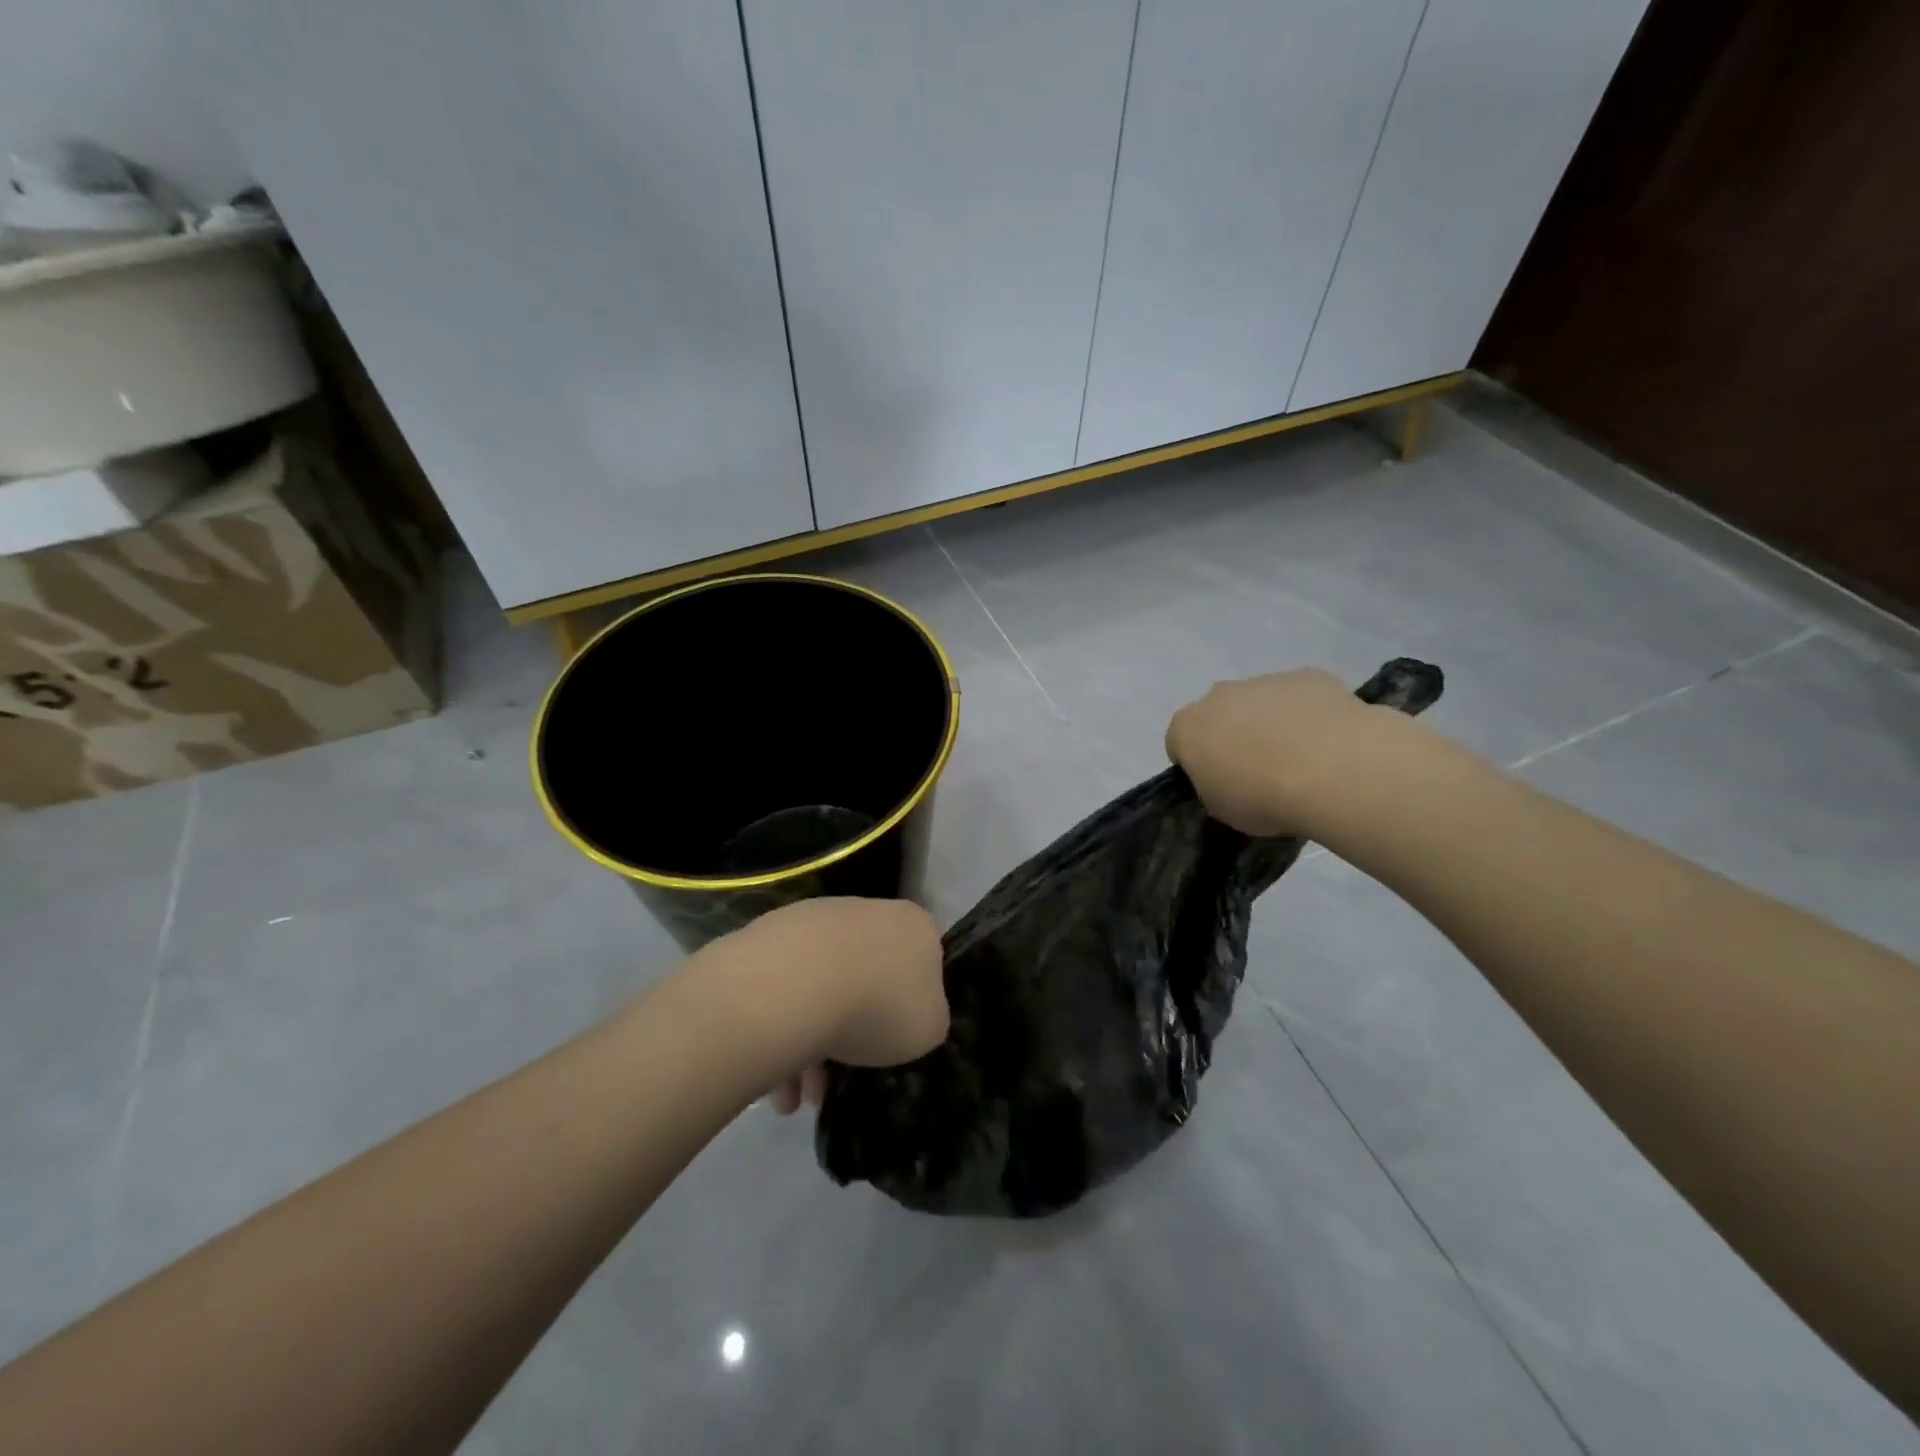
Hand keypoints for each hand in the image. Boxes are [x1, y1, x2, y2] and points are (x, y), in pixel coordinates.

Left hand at [711, 898, 947, 1103]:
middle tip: (836, 1081)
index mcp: (914, 925)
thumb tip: (908, 1013)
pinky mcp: (771, 932)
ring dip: (811, 1041)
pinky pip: (784, 987)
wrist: (795, 985)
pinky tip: (773, 1072)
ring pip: (822, 986)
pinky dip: (781, 1027)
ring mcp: (816, 918)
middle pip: (867, 976)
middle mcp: (867, 910)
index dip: (909, 1004)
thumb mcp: (929, 1028)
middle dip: (852, 1031)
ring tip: (793, 1096)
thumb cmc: (877, 1006)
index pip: (922, 960)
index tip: (892, 1041)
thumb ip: (926, 1016)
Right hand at [1166, 668, 1409, 836]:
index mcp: (1188, 727)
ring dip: (1271, 723)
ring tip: (1301, 759)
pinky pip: (1301, 696)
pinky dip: (1309, 714)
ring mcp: (1264, 681)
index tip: (1218, 783)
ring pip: (1261, 702)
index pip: (1178, 742)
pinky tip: (1329, 743)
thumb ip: (1214, 786)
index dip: (1196, 763)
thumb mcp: (1221, 808)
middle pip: (1219, 714)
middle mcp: (1219, 695)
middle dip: (1232, 735)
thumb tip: (1228, 777)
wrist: (1331, 770)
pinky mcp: (1308, 676)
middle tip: (1258, 770)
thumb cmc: (1262, 796)